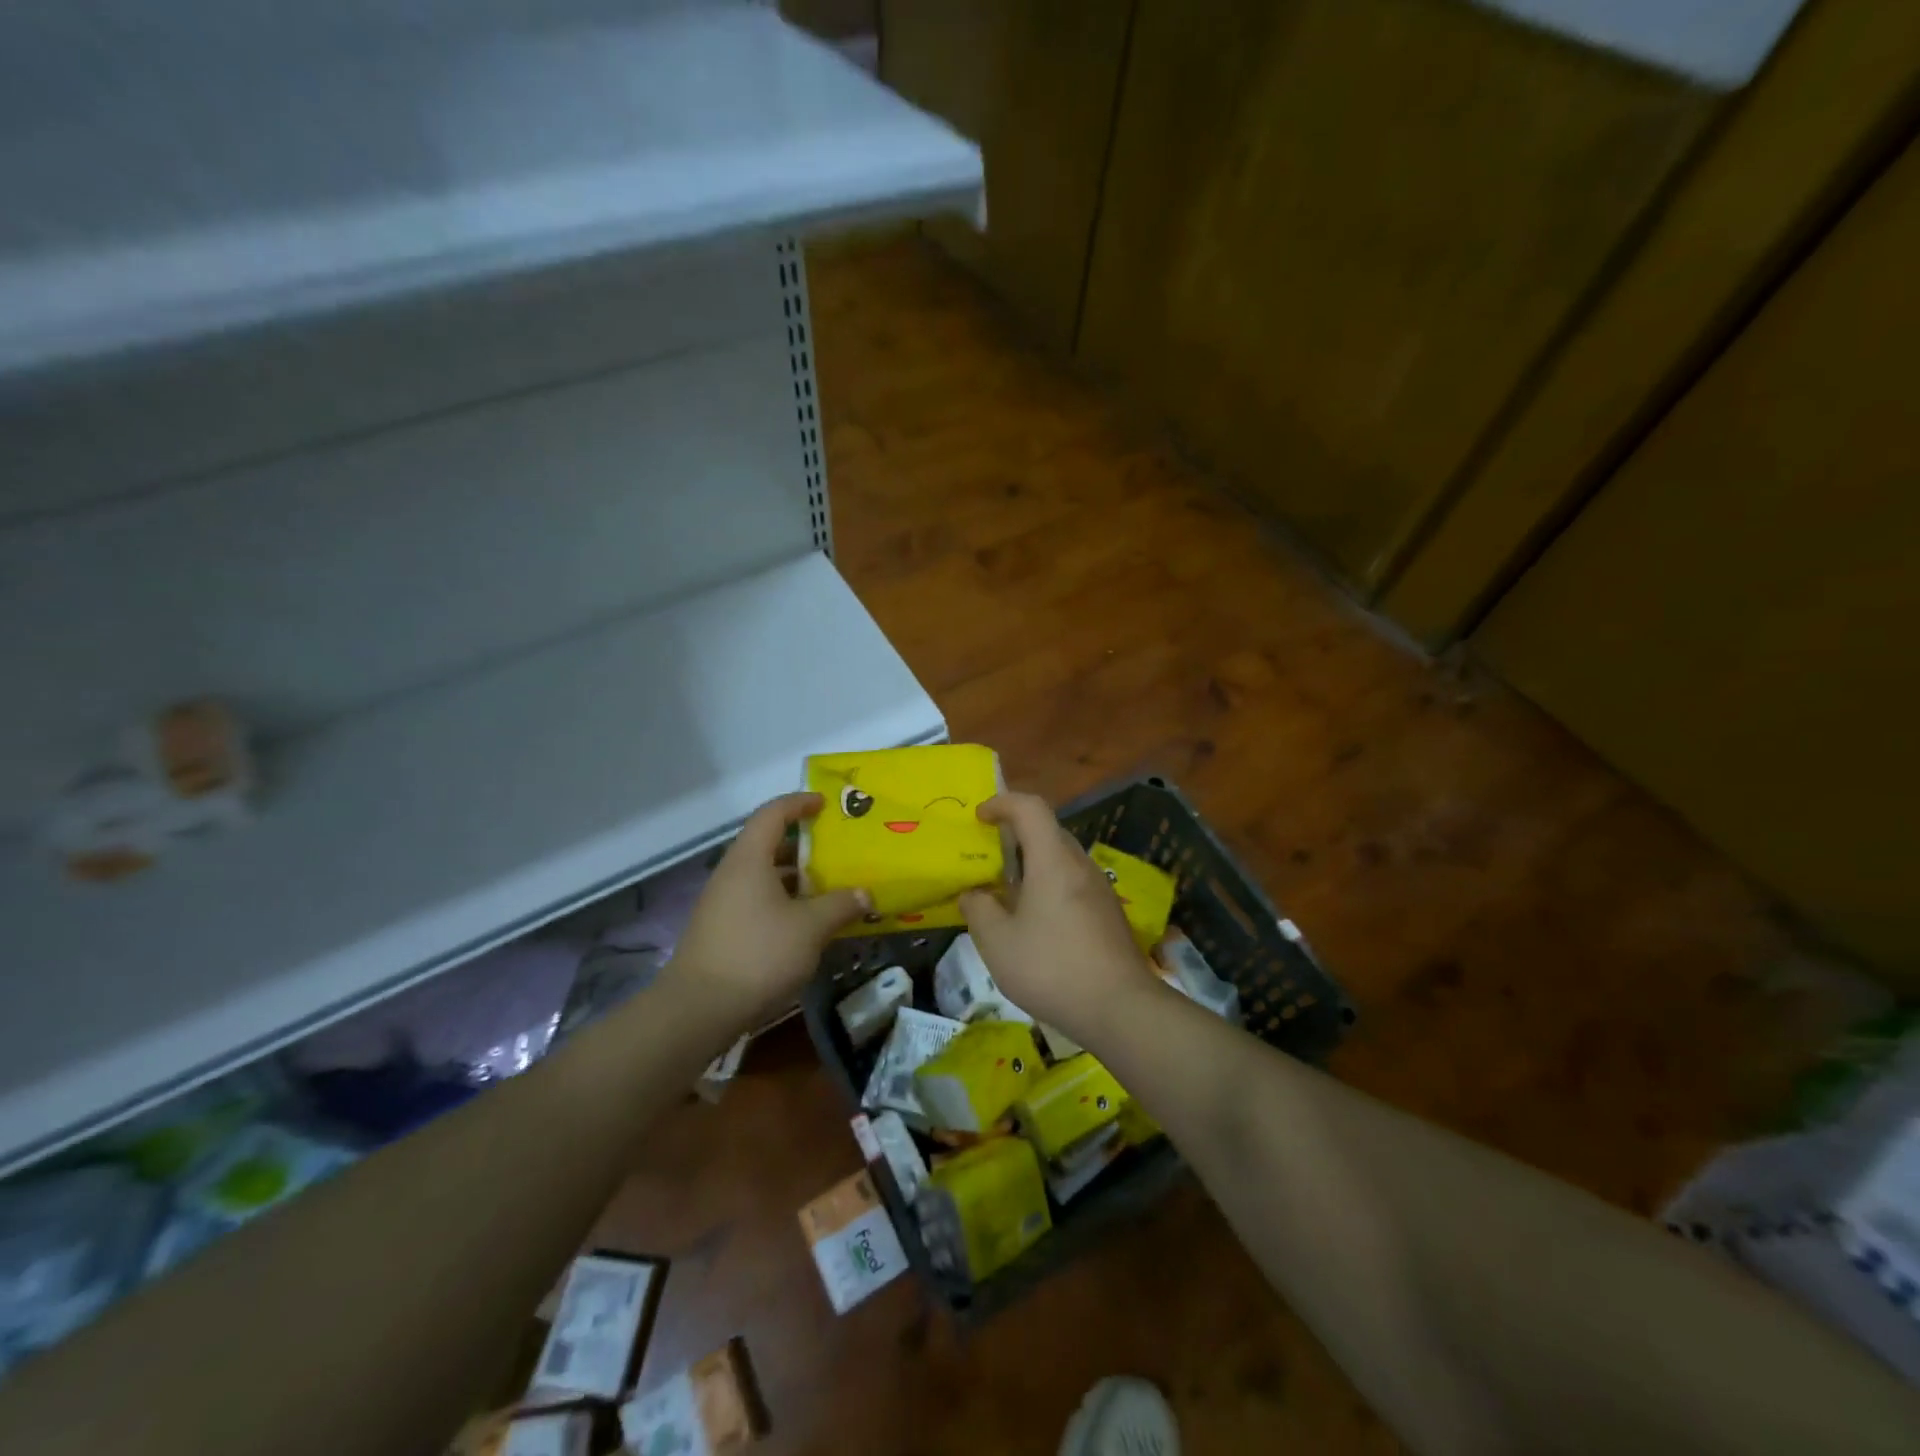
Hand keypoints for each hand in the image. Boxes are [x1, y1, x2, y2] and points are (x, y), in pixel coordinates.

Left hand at [663, 793, 870, 1030]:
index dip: (799, 803)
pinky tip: (807, 924)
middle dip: (803, 845)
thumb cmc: (758, 954)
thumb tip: (865, 894)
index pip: (772, 814)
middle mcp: (732, 874)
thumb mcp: (810, 928)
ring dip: (796, 879)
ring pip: (764, 877)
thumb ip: (840, 905)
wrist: (698, 1009)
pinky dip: (784, 902)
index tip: (825, 804)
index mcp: (749, 859)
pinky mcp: (722, 931)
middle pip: (768, 845)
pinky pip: (758, 902)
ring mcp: (723, 904)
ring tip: (829, 888)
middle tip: (836, 850)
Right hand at [958, 791, 1152, 1038]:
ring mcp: (1100, 889)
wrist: (1121, 1008)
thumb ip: (979, 910)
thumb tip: (973, 893)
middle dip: (1015, 834)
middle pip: (1047, 831)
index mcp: (1053, 860)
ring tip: (1007, 892)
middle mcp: (1080, 865)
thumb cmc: (1052, 968)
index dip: (1002, 803)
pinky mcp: (1109, 913)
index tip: (979, 817)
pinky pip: (1073, 883)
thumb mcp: (998, 943)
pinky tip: (1036, 922)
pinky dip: (1049, 886)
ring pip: (1062, 859)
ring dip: (1033, 864)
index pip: (1030, 807)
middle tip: (988, 856)